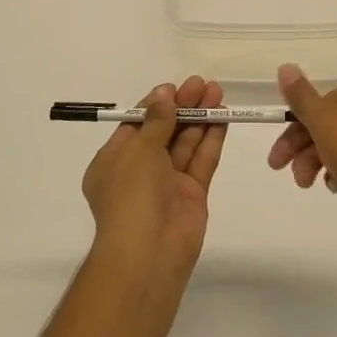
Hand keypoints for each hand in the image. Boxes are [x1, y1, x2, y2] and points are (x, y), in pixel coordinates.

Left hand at [82, 78, 225, 282]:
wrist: (149, 252)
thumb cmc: (131, 195)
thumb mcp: (139, 150)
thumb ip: (157, 120)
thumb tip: (164, 93)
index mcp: (114, 161)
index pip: (136, 125)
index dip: (156, 104)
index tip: (175, 87)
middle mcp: (139, 171)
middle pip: (164, 131)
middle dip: (182, 107)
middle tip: (203, 84)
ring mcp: (167, 183)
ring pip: (185, 144)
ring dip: (200, 118)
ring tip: (217, 92)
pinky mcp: (192, 194)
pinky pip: (201, 161)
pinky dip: (211, 139)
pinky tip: (223, 117)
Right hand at [269, 64, 336, 228]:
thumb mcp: (323, 120)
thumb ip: (301, 96)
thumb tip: (285, 65)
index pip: (312, 106)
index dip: (291, 130)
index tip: (277, 158)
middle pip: (323, 126)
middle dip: (301, 151)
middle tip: (286, 174)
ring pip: (336, 147)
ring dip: (317, 164)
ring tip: (311, 185)